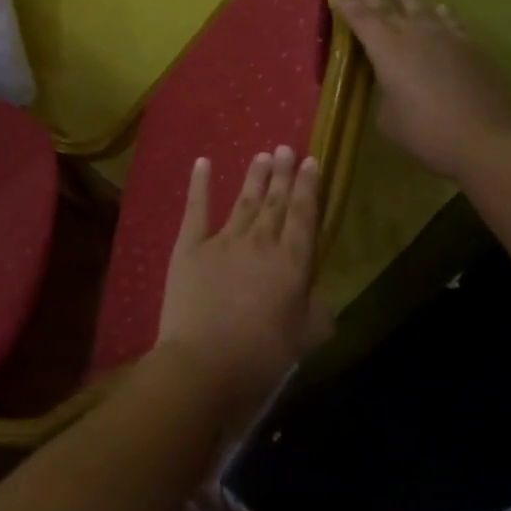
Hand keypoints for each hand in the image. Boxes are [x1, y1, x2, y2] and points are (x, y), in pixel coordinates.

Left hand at [156, 148, 327, 411]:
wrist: (204, 363)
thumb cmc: (261, 356)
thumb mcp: (305, 339)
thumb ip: (318, 313)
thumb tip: (320, 297)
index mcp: (292, 262)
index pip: (304, 215)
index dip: (308, 187)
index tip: (310, 161)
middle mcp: (260, 242)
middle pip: (275, 202)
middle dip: (282, 174)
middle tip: (286, 148)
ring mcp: (223, 241)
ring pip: (244, 201)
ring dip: (254, 177)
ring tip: (262, 155)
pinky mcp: (190, 247)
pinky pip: (196, 209)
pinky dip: (200, 184)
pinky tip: (203, 163)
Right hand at [331, 0, 510, 181]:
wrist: (484, 139)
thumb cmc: (425, 133)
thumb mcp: (389, 118)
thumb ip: (386, 93)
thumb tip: (393, 85)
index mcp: (388, 51)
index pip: (362, 21)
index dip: (348, 7)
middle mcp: (415, 35)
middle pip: (387, 10)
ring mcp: (447, 38)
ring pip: (422, 10)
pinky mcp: (471, 47)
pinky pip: (451, 22)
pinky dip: (442, 14)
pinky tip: (440, 9)